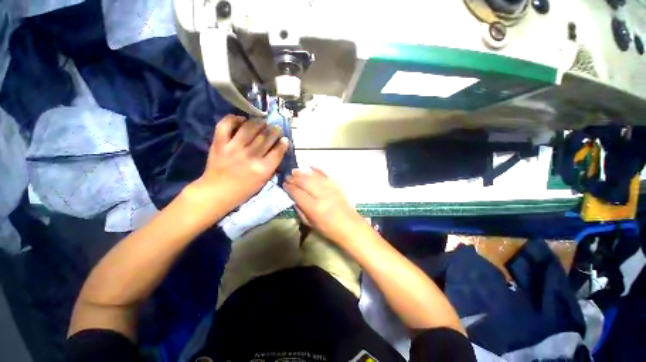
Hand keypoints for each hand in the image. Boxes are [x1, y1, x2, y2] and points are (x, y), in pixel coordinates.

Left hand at [190, 114, 288, 212]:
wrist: (216, 193)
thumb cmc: (243, 190)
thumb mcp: (263, 181)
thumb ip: (271, 165)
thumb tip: (278, 149)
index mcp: (263, 169)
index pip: (278, 151)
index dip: (283, 143)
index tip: (284, 139)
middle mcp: (250, 156)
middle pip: (266, 137)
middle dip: (274, 130)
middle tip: (276, 128)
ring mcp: (233, 148)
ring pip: (250, 128)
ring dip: (259, 123)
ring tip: (262, 123)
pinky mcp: (219, 144)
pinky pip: (226, 125)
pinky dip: (234, 119)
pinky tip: (241, 120)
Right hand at [284, 168, 367, 244]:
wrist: (350, 226)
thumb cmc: (329, 229)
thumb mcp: (310, 224)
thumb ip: (300, 211)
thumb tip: (293, 199)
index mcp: (314, 208)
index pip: (297, 193)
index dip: (289, 187)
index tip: (284, 184)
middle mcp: (322, 195)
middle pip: (304, 181)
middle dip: (294, 178)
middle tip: (288, 177)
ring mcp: (331, 188)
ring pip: (313, 176)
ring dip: (303, 172)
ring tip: (295, 171)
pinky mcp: (337, 185)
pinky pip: (325, 174)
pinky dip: (317, 169)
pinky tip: (310, 166)